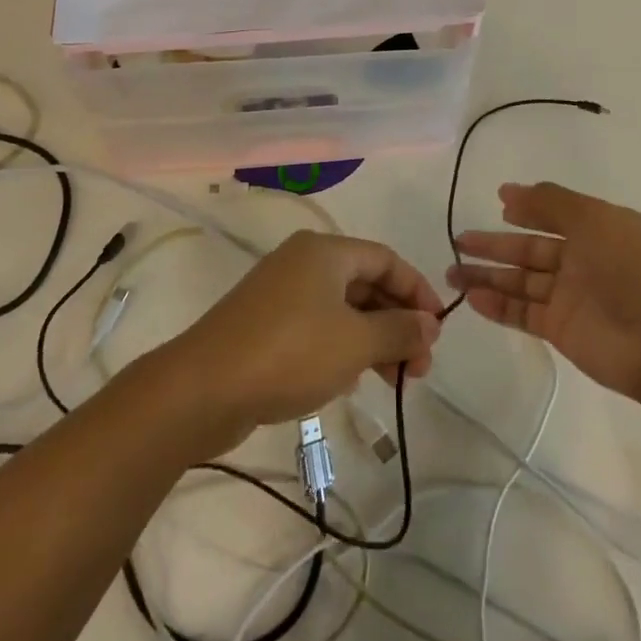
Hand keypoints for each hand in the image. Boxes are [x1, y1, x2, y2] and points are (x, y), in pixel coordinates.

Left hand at [157, 231, 442, 456]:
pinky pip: (318, 329)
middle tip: (419, 367)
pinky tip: (354, 380)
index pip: (386, 259)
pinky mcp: (266, 326)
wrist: (203, 389)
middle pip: (365, 284)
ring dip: (374, 340)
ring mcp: (281, 294)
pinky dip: (343, 348)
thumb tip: (430, 325)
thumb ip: (399, 330)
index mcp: (324, 251)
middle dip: (397, 323)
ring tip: (396, 380)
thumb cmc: (290, 353)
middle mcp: (303, 263)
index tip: (436, 329)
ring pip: (343, 310)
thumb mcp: (356, 342)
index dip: (417, 291)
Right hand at [449, 182, 640, 405]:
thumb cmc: (634, 268)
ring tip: (451, 272)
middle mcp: (583, 261)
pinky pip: (522, 313)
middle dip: (495, 245)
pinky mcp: (561, 330)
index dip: (526, 209)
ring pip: (521, 282)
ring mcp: (571, 297)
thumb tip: (509, 191)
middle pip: (530, 250)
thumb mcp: (595, 219)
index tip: (497, 203)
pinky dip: (497, 305)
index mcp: (598, 230)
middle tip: (458, 241)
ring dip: (488, 276)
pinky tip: (471, 297)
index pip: (553, 215)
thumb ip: (551, 203)